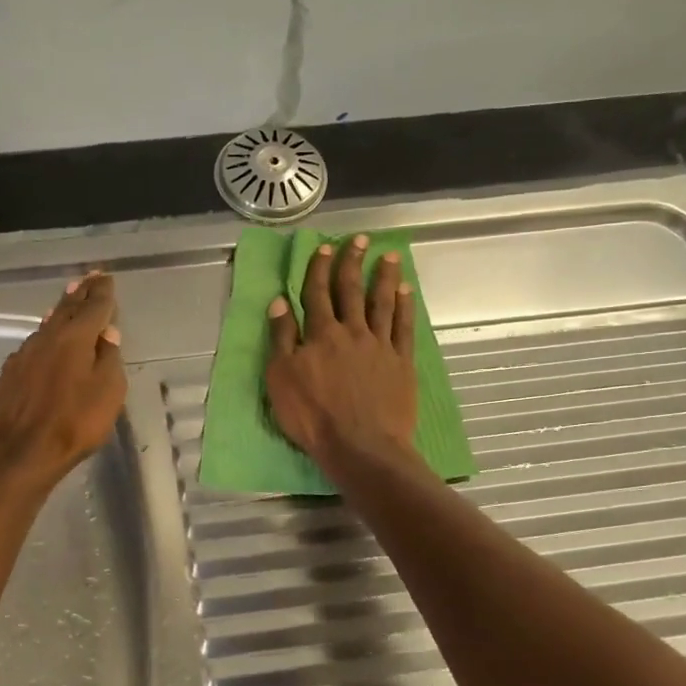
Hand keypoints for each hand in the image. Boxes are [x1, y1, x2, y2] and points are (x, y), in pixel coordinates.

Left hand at [0, 272, 126, 486]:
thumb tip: (107, 334)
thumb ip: (109, 359)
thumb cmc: (75, 422)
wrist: (22, 450)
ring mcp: (25, 353)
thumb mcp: (108, 392)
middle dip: (80, 292)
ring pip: (47, 324)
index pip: (94, 306)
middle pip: (67, 308)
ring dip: (61, 310)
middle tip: (89, 278)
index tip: (106, 277)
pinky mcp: (11, 372)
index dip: (102, 291)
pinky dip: (45, 334)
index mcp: (76, 338)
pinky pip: (34, 343)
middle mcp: (48, 337)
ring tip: (69, 299)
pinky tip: (46, 338)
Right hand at [266, 235, 418, 471]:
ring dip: (384, 277)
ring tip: (389, 256)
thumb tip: (279, 303)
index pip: (317, 293)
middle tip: (360, 239)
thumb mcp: (281, 379)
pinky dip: (405, 306)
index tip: (324, 248)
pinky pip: (404, 327)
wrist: (361, 445)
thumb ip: (282, 339)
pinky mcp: (401, 362)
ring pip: (382, 303)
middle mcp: (352, 331)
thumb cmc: (313, 416)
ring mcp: (380, 345)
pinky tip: (406, 291)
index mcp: (320, 334)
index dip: (319, 269)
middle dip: (353, 262)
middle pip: (351, 290)